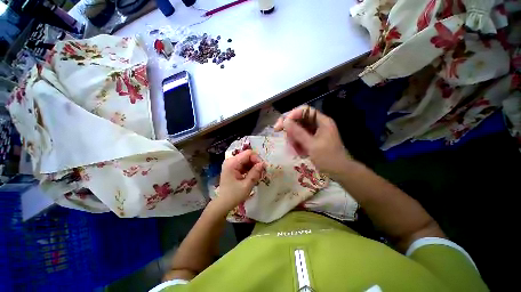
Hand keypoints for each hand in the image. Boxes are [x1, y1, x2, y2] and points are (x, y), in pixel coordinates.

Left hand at [213, 150, 264, 213]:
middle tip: (261, 172)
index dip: (257, 159)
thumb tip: (263, 164)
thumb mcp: (246, 185)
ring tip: (258, 175)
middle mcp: (231, 160)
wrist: (223, 203)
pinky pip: (244, 164)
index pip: (248, 153)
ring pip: (247, 160)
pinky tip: (253, 176)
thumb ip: (255, 173)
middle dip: (255, 163)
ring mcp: (231, 164)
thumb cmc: (234, 195)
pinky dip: (250, 169)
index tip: (262, 168)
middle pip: (247, 156)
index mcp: (232, 163)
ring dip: (253, 166)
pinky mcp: (233, 168)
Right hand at [274, 106, 351, 179]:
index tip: (282, 124)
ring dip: (293, 139)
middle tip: (284, 137)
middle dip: (291, 129)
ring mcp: (315, 132)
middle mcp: (318, 124)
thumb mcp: (311, 145)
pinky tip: (298, 152)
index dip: (292, 115)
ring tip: (294, 150)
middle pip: (299, 120)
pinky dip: (297, 144)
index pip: (304, 110)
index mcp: (322, 121)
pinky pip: (301, 138)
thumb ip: (298, 132)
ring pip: (298, 130)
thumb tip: (285, 121)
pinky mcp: (313, 140)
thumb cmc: (328, 158)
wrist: (340, 172)